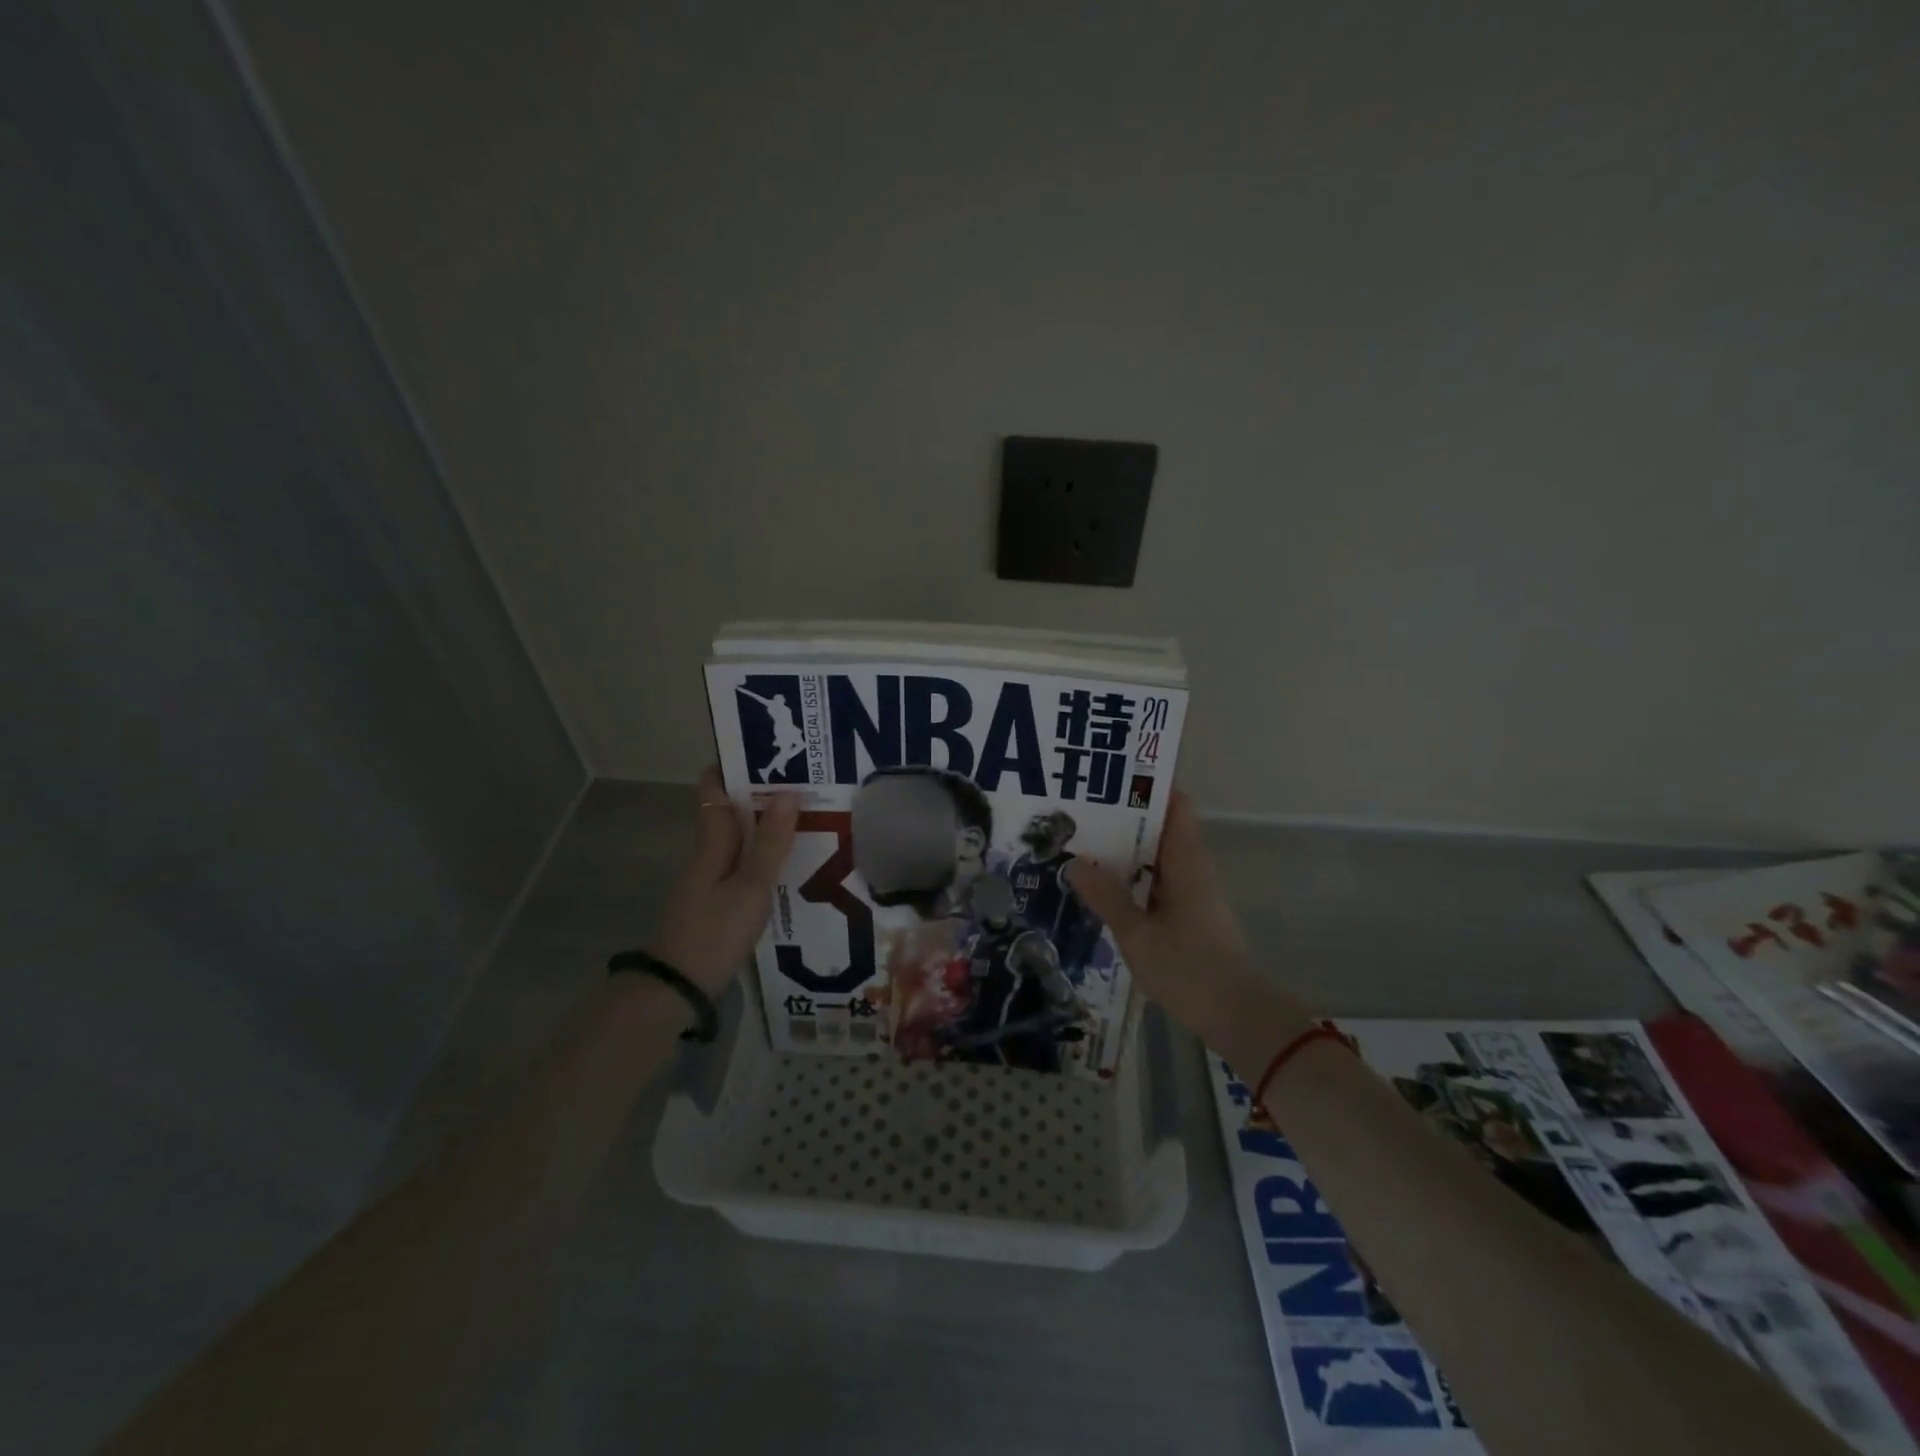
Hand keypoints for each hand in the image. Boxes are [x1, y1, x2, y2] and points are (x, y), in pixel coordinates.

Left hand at [647, 767, 799, 996]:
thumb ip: (770, 844)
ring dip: (764, 822)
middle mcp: (707, 853)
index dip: (733, 766)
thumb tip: (788, 794)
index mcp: (711, 842)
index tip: (766, 749)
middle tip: (804, 778)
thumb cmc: (714, 933)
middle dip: (760, 792)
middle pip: (729, 811)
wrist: (675, 988)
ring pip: (737, 837)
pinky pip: (741, 861)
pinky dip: (762, 850)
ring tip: (806, 811)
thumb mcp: (751, 889)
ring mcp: (709, 878)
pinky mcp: (716, 900)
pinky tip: (788, 857)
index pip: (713, 790)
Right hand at [1066, 791, 1310, 1049]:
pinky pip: (1157, 879)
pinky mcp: (1188, 913)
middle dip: (1126, 814)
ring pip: (1157, 855)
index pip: (1176, 805)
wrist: (1236, 1015)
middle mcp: (1192, 869)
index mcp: (1186, 863)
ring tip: (1084, 838)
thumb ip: (1107, 898)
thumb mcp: (1137, 935)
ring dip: (1127, 846)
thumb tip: (1076, 862)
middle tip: (1083, 807)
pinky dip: (1133, 874)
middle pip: (1162, 826)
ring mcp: (1192, 892)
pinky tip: (1104, 882)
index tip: (1114, 774)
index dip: (1149, 785)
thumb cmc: (1188, 969)